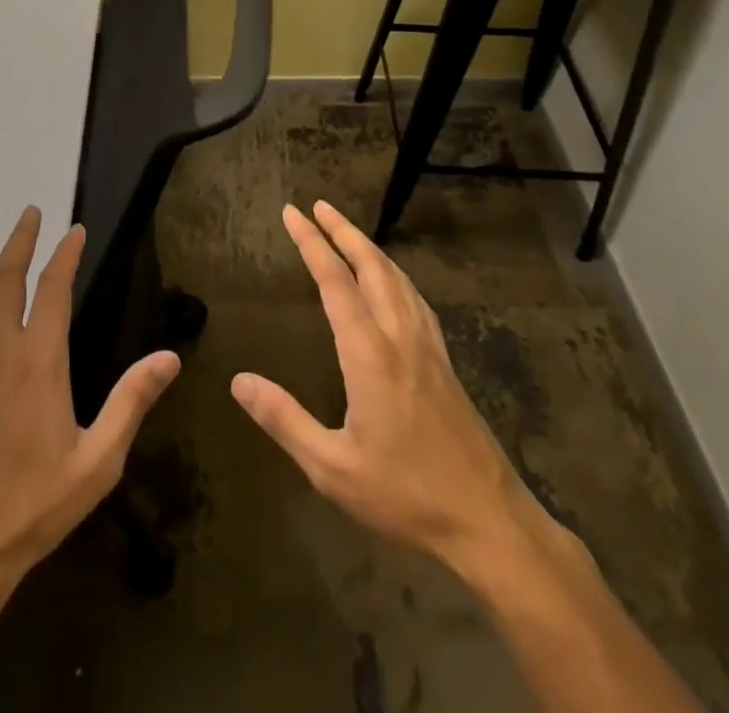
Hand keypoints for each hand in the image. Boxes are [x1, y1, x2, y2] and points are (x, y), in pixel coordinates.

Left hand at [0, 206, 181, 582]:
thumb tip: (170, 357)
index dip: (65, 255)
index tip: (74, 231)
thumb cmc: (34, 504)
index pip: (54, 289)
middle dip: (20, 241)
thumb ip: (132, 402)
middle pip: (7, 279)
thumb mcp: (98, 460)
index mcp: (39, 360)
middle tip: (29, 212)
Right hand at [231, 202, 535, 565]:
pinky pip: (415, 299)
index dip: (311, 242)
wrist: (489, 522)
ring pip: (397, 278)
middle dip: (342, 231)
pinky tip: (392, 282)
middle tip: (317, 206)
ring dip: (369, 248)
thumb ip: (284, 419)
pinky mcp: (444, 363)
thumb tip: (239, 380)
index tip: (292, 213)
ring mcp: (428, 347)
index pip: (334, 281)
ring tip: (347, 232)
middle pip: (371, 265)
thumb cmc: (405, 495)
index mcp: (369, 353)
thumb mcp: (332, 468)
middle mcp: (399, 336)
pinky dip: (394, 274)